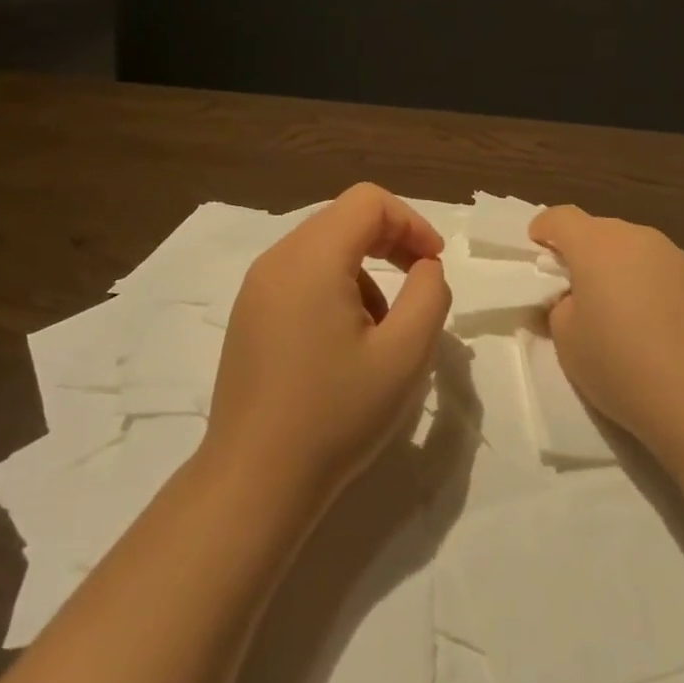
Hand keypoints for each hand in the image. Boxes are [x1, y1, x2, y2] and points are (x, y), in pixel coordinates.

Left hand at [203, 184, 451, 511]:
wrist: (253, 481)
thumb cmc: (335, 415)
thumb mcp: (405, 355)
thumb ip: (429, 295)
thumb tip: (424, 267)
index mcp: (311, 257)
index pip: (368, 201)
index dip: (411, 222)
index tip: (434, 265)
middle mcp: (277, 259)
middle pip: (344, 219)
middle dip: (390, 243)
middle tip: (420, 287)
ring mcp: (256, 287)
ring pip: (324, 248)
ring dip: (365, 272)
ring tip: (381, 331)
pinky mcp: (249, 314)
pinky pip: (301, 276)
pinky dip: (335, 288)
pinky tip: (344, 344)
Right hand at [529, 206, 683, 463]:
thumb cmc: (622, 367)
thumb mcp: (567, 342)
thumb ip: (561, 307)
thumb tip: (575, 298)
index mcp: (596, 245)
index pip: (560, 217)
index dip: (544, 231)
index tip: (538, 254)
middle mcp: (638, 238)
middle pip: (600, 231)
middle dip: (583, 253)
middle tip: (577, 292)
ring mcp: (678, 257)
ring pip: (635, 251)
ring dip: (621, 269)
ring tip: (621, 313)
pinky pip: (665, 273)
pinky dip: (653, 288)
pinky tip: (658, 329)